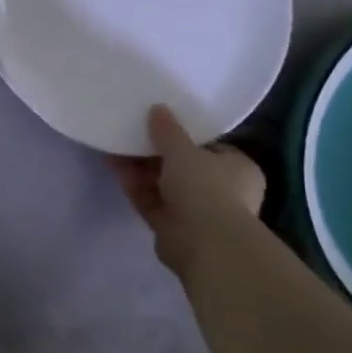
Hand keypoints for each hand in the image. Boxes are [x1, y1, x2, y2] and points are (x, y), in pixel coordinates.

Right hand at [110, 105, 266, 277]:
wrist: (205, 244)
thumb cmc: (206, 188)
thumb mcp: (184, 150)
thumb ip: (168, 130)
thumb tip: (157, 108)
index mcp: (237, 168)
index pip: (210, 147)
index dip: (184, 136)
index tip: (159, 124)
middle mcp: (222, 191)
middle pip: (183, 166)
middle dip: (155, 152)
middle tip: (131, 132)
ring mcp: (197, 212)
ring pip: (164, 185)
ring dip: (140, 168)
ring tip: (114, 146)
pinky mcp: (173, 228)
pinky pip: (152, 201)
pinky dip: (135, 186)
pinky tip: (113, 167)